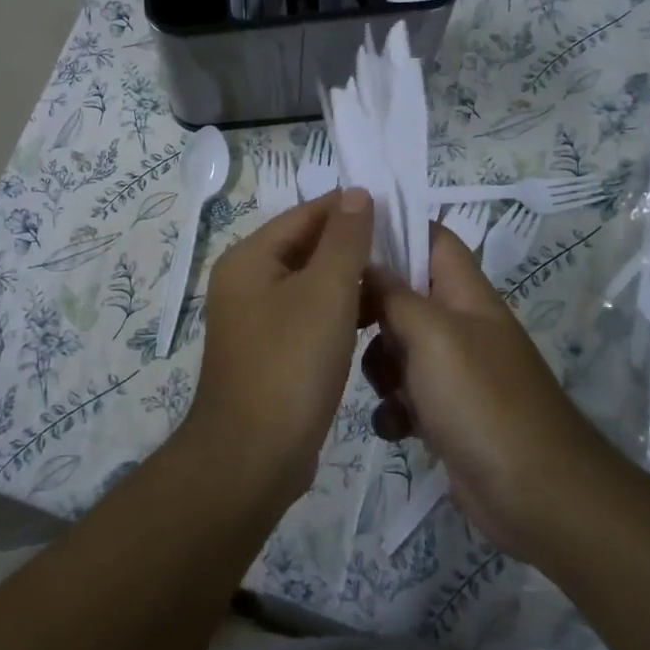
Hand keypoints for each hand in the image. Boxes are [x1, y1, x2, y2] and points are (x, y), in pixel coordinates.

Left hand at [181, 189, 374, 510]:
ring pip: (310, 285)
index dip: (347, 208)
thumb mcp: (325, 292)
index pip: (303, 215)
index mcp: (249, 259)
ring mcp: (256, 320)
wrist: (254, 455)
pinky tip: (373, 319)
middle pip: (305, 248)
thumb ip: (344, 239)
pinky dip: (338, 313)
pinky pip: (308, 317)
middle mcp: (246, 283)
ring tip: (396, 280)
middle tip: (403, 247)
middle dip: (351, 246)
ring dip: (348, 281)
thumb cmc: (291, 362)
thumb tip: (355, 193)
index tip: (394, 210)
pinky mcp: (271, 352)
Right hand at [362, 226, 613, 560]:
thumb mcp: (431, 335)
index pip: (431, 238)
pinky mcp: (446, 413)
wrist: (535, 494)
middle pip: (404, 295)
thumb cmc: (482, 399)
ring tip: (387, 389)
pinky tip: (400, 428)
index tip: (346, 241)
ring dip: (380, 367)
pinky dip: (395, 409)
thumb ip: (395, 294)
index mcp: (466, 294)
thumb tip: (367, 264)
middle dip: (374, 311)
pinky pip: (404, 395)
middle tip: (346, 325)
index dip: (394, 230)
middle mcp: (460, 325)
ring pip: (397, 348)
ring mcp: (453, 371)